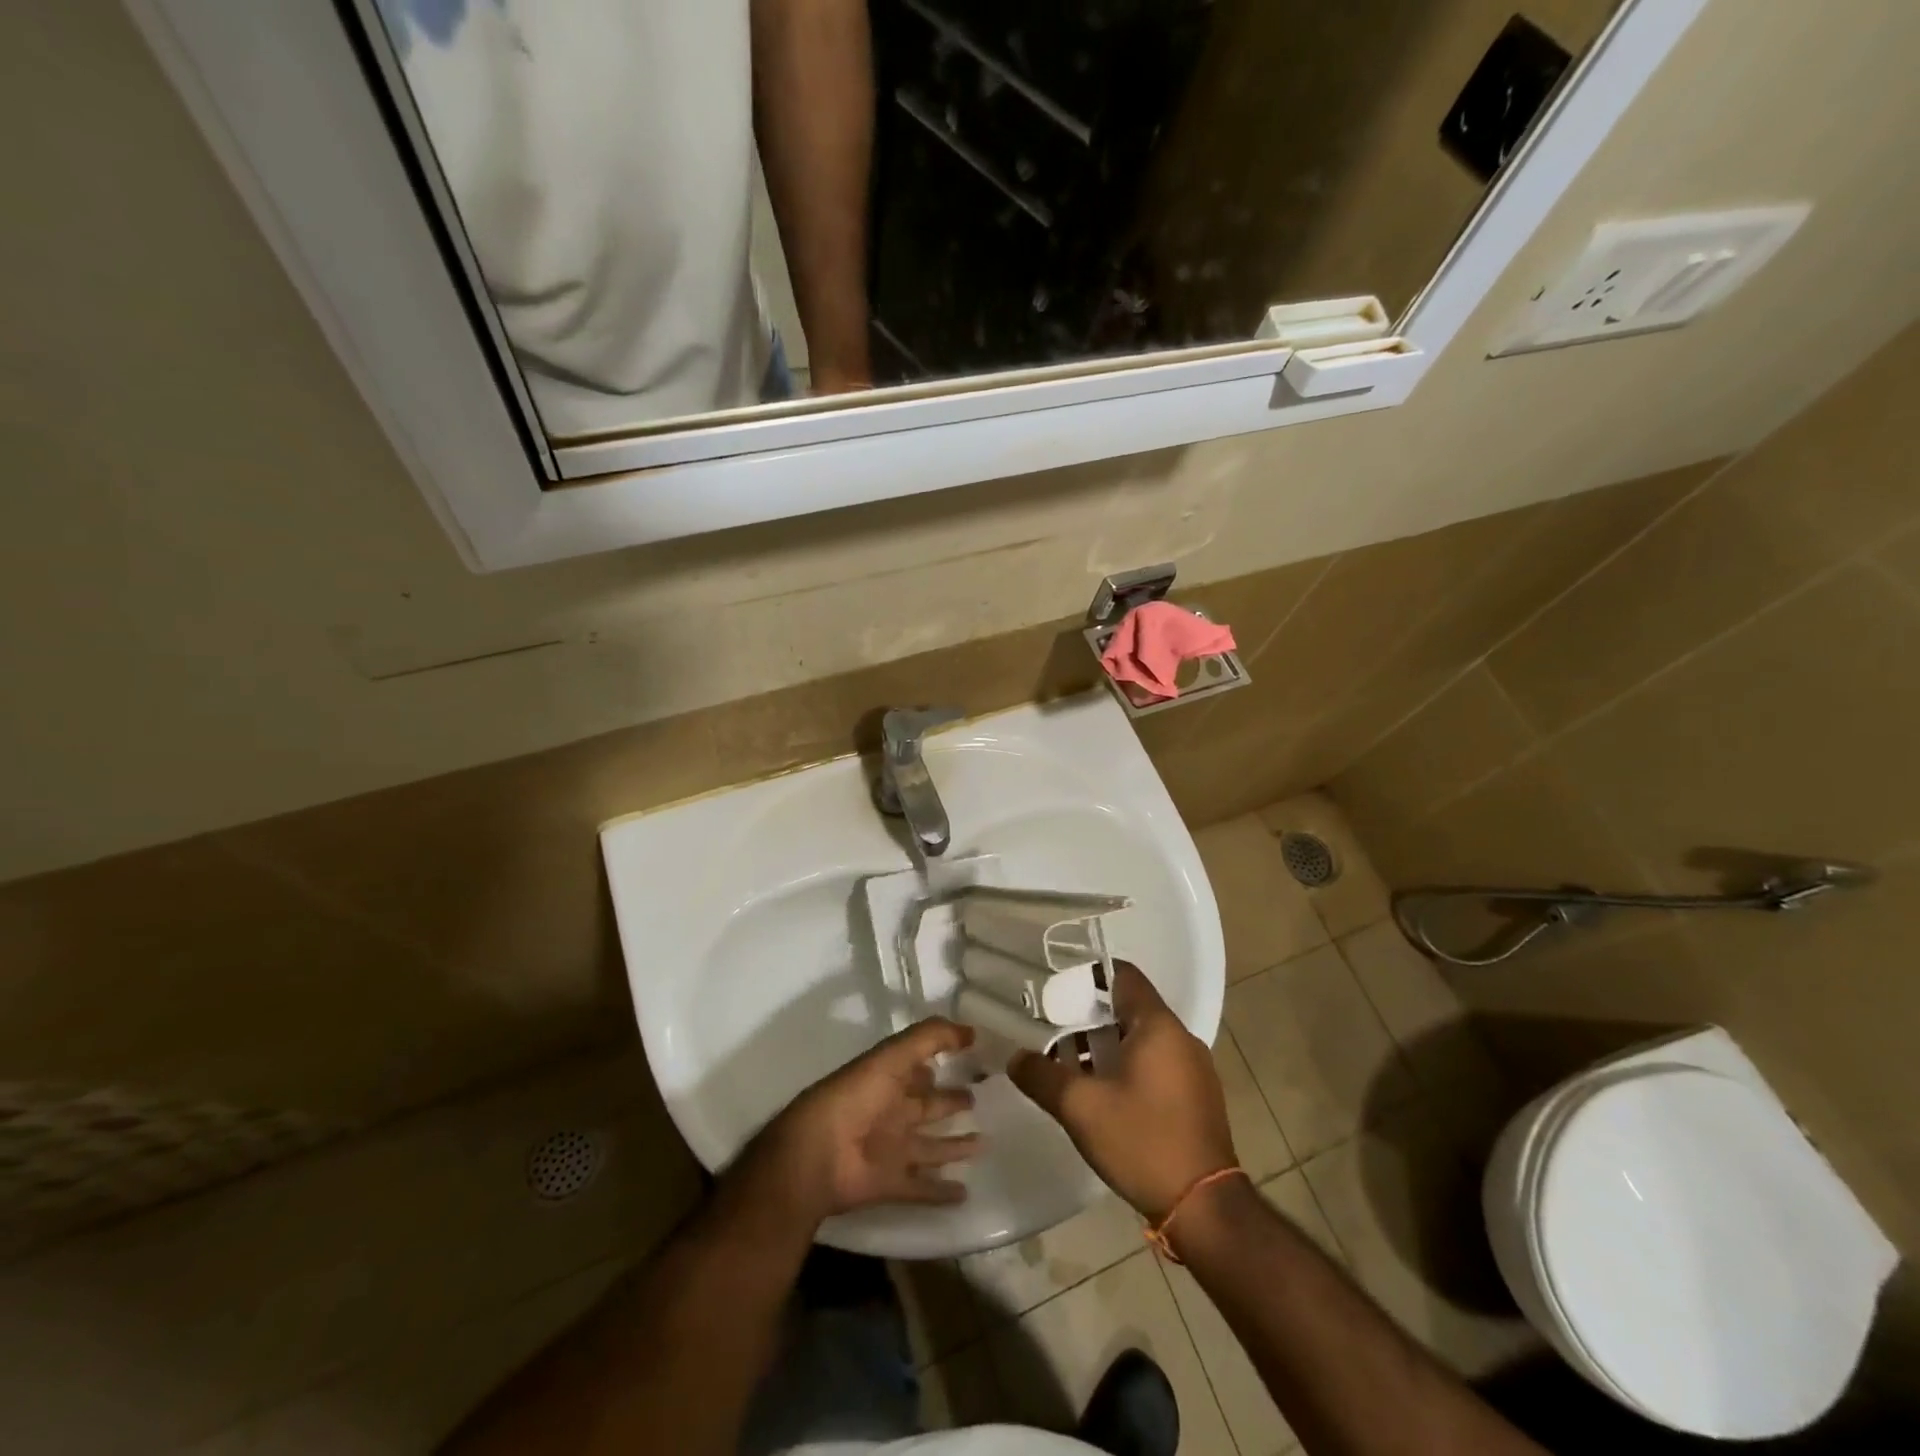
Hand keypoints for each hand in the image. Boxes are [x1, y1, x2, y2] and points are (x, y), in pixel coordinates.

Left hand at [746, 1019, 980, 1223]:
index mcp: (889, 1078)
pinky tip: (966, 1192)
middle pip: (928, 1105)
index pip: (919, 1067)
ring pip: (930, 1146)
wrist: (818, 1154)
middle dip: (951, 1101)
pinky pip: (922, 1187)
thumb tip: (972, 1030)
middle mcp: (891, 1111)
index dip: (940, 1059)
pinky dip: (941, 1191)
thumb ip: (931, 1038)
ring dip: (954, 1145)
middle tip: (978, 1099)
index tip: (970, 1057)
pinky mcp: (890, 1182)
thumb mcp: (893, 1055)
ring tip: (984, 1144)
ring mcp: (891, 1148)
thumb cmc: (856, 1096)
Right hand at [1009, 963, 1236, 1222]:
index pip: (1123, 975)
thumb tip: (1015, 1059)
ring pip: (1142, 1039)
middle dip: (1090, 1017)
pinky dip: (1128, 1067)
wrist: (1205, 1208)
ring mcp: (1194, 1068)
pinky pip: (1156, 1064)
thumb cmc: (1143, 1141)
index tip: (1058, 990)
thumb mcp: (1081, 1108)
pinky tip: (1103, 1095)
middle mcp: (1180, 1037)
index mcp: (1158, 1025)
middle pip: (1130, 1008)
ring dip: (1107, 1046)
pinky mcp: (1197, 1097)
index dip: (1089, 976)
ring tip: (1071, 1066)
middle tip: (1054, 1032)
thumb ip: (1042, 1076)